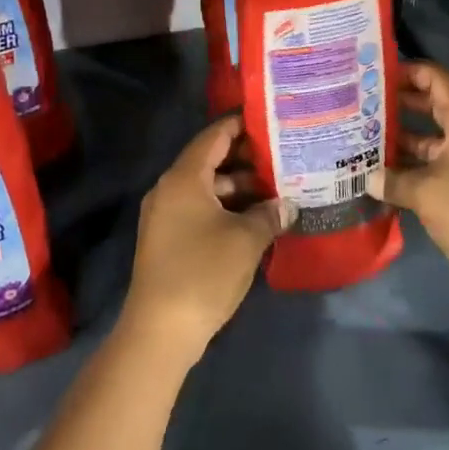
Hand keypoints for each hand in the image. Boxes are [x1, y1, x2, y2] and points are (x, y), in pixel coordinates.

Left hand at [120, 115, 294, 365]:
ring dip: (239, 188)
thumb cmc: (204, 272)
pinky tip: (255, 219)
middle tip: (283, 156)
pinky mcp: (168, 239)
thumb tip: (287, 205)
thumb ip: (269, 215)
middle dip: (246, 160)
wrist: (161, 329)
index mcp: (184, 178)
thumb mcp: (246, 240)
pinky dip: (226, 208)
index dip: (240, 125)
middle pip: (210, 161)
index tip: (269, 120)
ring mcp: (165, 215)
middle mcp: (169, 189)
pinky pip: (200, 209)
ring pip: (207, 188)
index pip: (213, 137)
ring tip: (277, 190)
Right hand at [366, 62, 448, 310]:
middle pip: (435, 108)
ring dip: (404, 140)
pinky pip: (436, 168)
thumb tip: (366, 178)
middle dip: (401, 105)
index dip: (411, 71)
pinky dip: (413, 168)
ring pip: (434, 141)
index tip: (378, 74)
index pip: (438, 80)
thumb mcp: (423, 191)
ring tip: (365, 138)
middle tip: (364, 104)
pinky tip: (382, 176)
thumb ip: (391, 179)